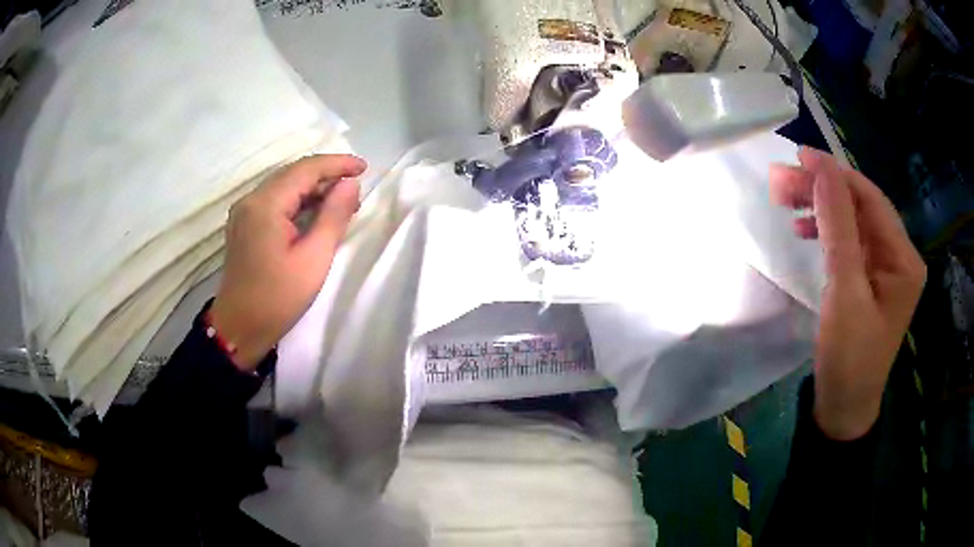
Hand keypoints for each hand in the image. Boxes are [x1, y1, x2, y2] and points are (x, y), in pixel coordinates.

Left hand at [210, 155, 365, 370]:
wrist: (239, 328)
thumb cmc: (278, 298)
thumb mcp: (314, 259)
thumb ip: (333, 216)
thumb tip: (350, 185)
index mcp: (265, 204)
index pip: (305, 169)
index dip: (337, 164)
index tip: (364, 168)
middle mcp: (251, 199)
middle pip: (293, 174)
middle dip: (326, 175)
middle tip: (356, 189)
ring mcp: (244, 211)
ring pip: (283, 186)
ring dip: (312, 189)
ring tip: (341, 202)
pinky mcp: (243, 224)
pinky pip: (274, 201)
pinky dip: (297, 201)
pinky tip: (314, 212)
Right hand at [770, 147, 924, 439]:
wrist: (844, 409)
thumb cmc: (850, 359)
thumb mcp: (845, 293)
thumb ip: (837, 228)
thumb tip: (821, 169)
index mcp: (904, 259)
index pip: (870, 199)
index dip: (835, 174)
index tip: (797, 157)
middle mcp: (900, 257)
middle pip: (861, 207)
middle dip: (824, 190)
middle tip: (782, 180)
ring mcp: (886, 269)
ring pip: (853, 222)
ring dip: (821, 208)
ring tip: (786, 202)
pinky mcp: (871, 280)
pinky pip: (850, 242)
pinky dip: (827, 231)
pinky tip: (805, 229)